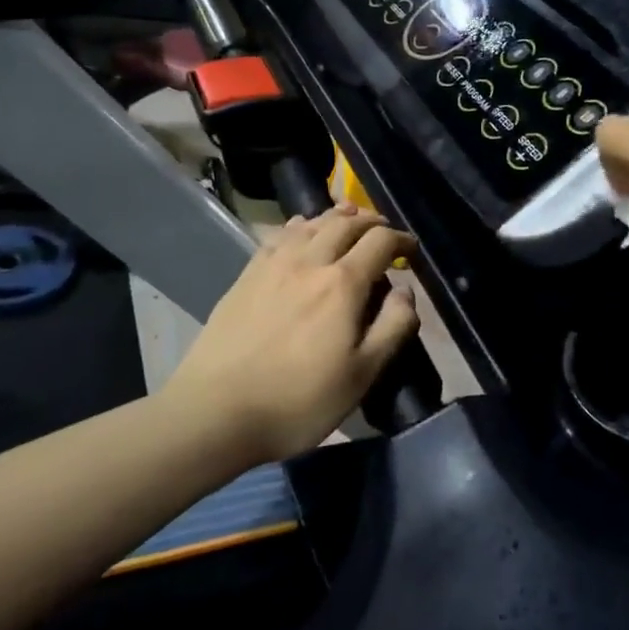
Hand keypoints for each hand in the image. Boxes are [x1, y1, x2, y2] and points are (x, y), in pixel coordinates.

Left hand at [162, 207, 418, 463]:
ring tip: (349, 218)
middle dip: (371, 221)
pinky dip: (299, 225)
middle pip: (345, 223)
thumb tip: (406, 290)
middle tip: (384, 231)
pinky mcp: (246, 276)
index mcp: (342, 284)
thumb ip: (393, 327)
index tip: (412, 249)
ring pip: (311, 223)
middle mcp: (309, 262)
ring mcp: (273, 265)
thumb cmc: (298, 401)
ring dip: (336, 217)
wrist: (216, 412)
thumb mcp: (362, 375)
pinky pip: (278, 236)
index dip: (401, 239)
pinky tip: (300, 230)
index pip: (380, 242)